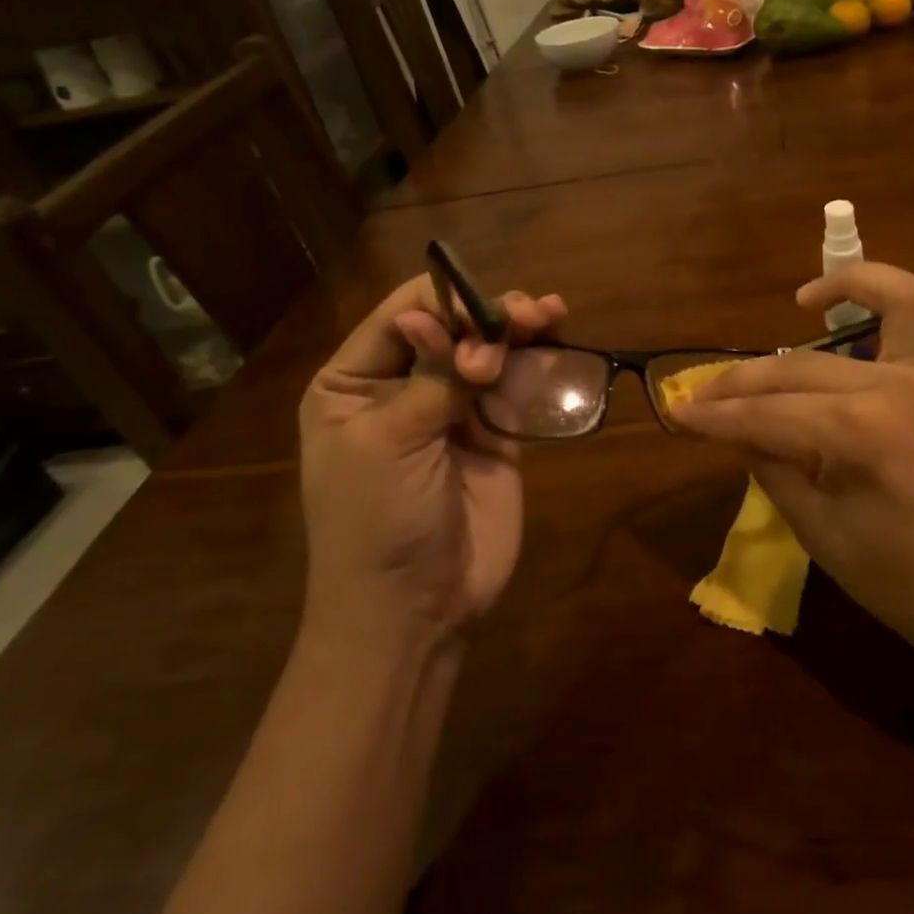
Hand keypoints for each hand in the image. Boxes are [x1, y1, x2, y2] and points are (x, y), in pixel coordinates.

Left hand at [298, 275, 566, 645]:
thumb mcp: (388, 442)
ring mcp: (454, 411)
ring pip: (490, 351)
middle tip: (528, 316)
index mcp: (354, 382)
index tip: (484, 313)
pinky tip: (559, 343)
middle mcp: (403, 386)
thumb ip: (431, 377)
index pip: (402, 315)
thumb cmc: (376, 522)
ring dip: (520, 329)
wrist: (414, 611)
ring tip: (551, 315)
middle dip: (488, 315)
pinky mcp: (496, 436)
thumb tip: (451, 321)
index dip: (445, 302)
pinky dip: (538, 365)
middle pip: (453, 327)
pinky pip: (518, 388)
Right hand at [668, 263, 913, 668]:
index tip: (677, 412)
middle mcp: (906, 384)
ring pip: (898, 300)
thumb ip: (773, 468)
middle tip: (706, 393)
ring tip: (807, 300)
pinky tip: (873, 331)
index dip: (716, 415)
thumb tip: (738, 430)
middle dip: (745, 380)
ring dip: (853, 284)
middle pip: (804, 366)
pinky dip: (905, 312)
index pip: (769, 412)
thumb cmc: (910, 585)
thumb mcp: (823, 534)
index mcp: (866, 432)